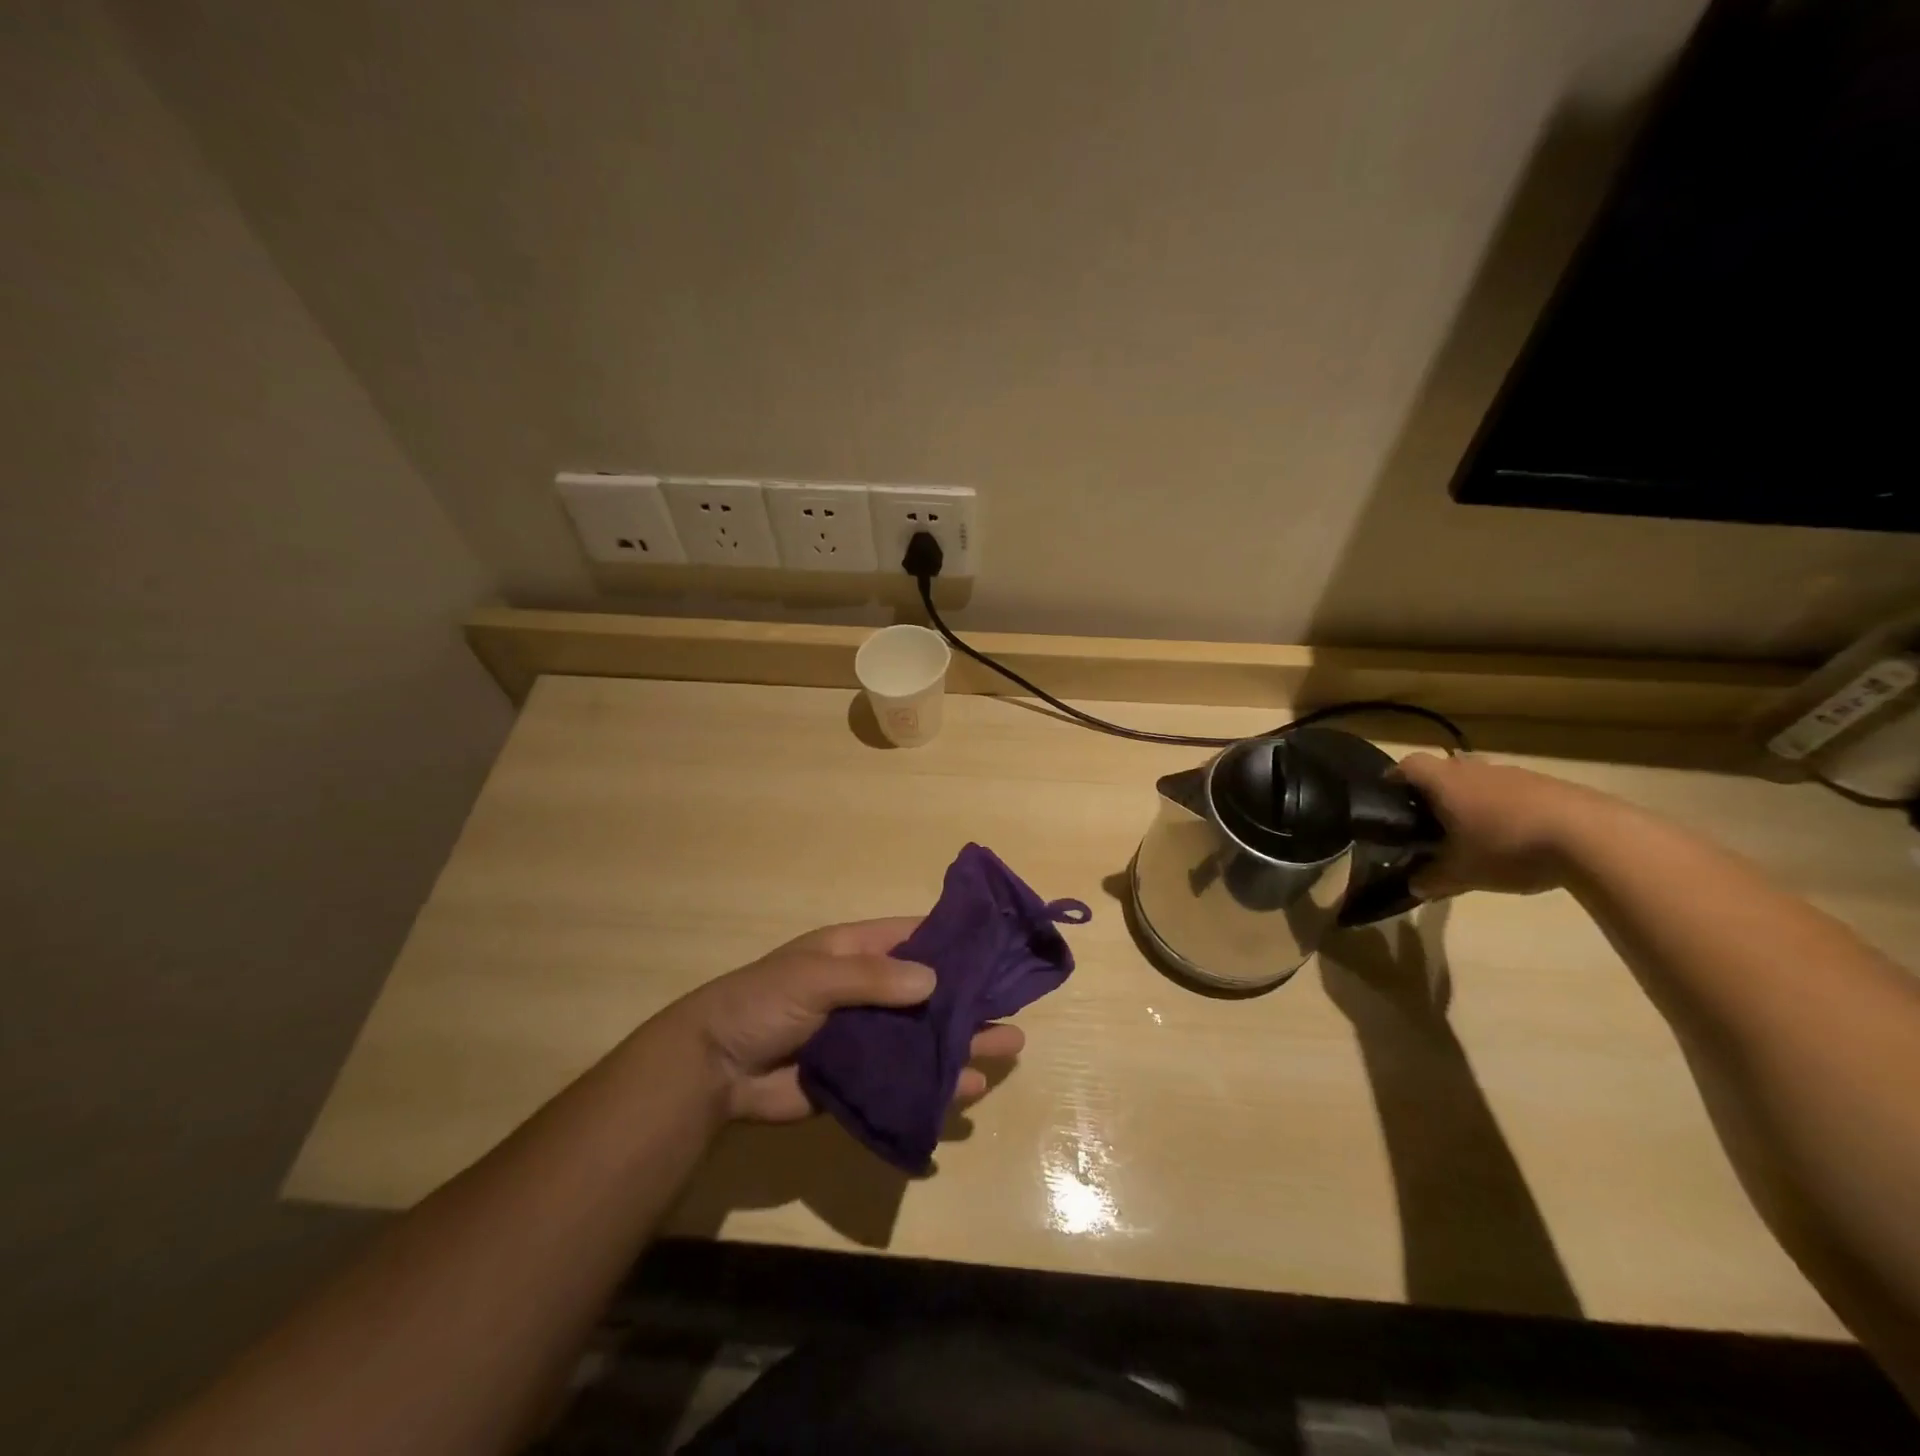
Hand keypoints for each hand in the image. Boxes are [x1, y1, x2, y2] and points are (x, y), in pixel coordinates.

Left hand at [676, 918, 1025, 1122]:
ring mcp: (869, 1036)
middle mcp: (872, 990)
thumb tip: (935, 980)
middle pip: (932, 990)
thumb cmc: (763, 1002)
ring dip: (964, 1040)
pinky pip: (909, 1078)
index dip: (956, 939)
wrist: (715, 1070)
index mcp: (858, 952)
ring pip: (927, 1036)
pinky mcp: (864, 1078)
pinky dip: (938, 1082)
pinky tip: (969, 1089)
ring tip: (1008, 1047)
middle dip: (971, 996)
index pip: (917, 937)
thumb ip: (873, 978)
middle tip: (1017, 1004)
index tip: (998, 946)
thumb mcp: (815, 975)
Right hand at [1396, 753, 1616, 898]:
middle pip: (1446, 768)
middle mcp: (1476, 769)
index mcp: (1446, 782)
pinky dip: (1508, 808)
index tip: (1389, 798)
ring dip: (1475, 799)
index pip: (1408, 765)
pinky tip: (1517, 838)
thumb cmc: (1508, 847)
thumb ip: (1433, 878)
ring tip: (1476, 832)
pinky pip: (1515, 791)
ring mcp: (1517, 774)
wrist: (1594, 839)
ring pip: (1482, 779)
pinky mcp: (1551, 786)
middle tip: (1432, 819)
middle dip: (1436, 790)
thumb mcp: (1463, 873)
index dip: (1395, 778)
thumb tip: (1414, 886)